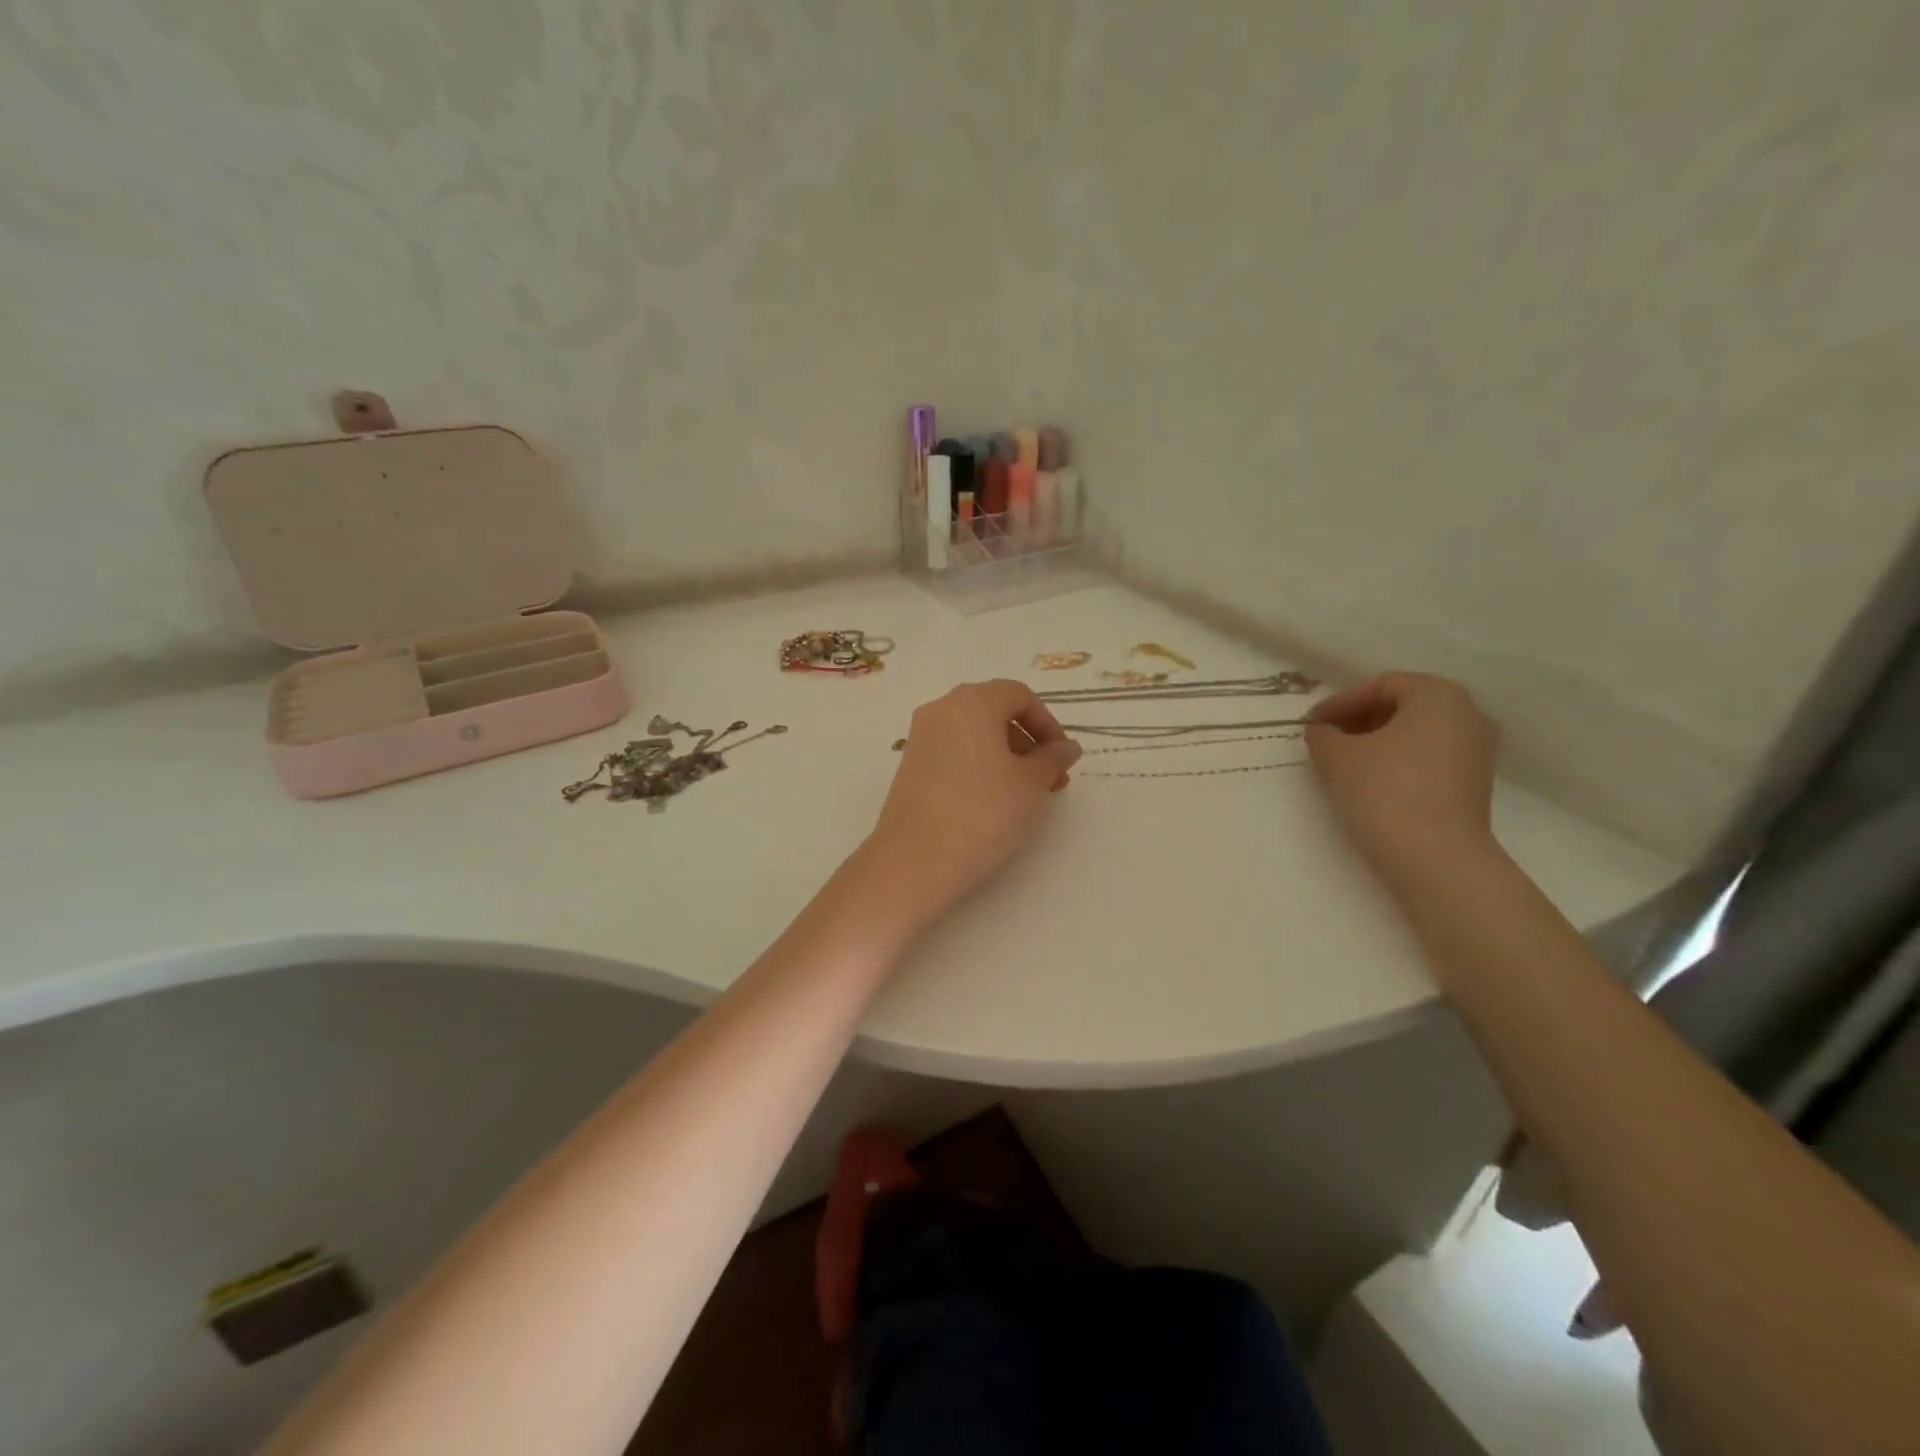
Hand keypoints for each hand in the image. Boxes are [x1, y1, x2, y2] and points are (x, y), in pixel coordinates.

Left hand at [867, 679, 1081, 923]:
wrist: (915, 860)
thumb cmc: (982, 813)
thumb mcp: (1030, 785)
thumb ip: (1052, 759)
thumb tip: (1066, 748)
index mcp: (972, 702)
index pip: (1019, 695)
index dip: (1047, 723)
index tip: (1062, 758)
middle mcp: (941, 709)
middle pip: (994, 710)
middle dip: (1027, 740)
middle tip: (1049, 779)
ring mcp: (921, 737)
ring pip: (973, 733)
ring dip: (1005, 754)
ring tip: (1024, 795)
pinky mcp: (910, 765)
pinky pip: (953, 751)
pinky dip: (978, 765)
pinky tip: (992, 800)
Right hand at [1306, 672, 1499, 893]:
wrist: (1435, 859)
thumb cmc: (1384, 792)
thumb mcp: (1335, 756)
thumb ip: (1322, 734)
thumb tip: (1323, 731)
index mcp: (1438, 695)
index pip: (1380, 685)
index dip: (1340, 702)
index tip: (1312, 724)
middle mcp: (1468, 714)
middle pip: (1402, 706)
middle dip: (1359, 720)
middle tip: (1326, 739)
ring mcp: (1477, 750)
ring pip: (1417, 733)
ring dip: (1377, 742)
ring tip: (1343, 762)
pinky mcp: (1475, 783)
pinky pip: (1429, 758)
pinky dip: (1398, 761)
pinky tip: (1371, 782)